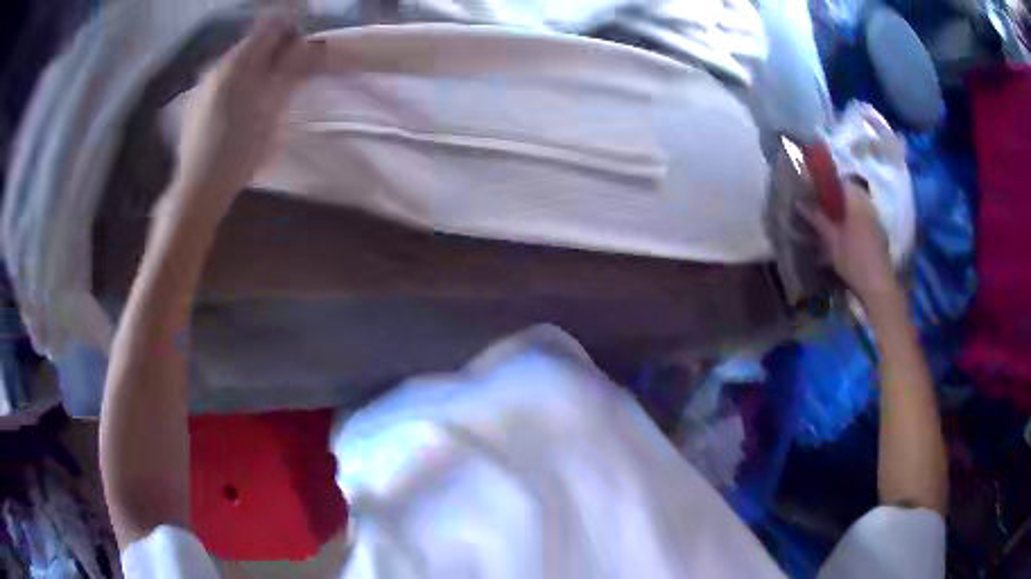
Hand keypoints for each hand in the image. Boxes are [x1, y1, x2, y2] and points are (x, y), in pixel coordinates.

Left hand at [172, 15, 322, 216]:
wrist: (198, 188)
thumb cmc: (239, 150)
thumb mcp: (271, 109)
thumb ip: (290, 70)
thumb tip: (309, 44)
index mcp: (239, 62)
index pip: (271, 27)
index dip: (292, 31)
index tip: (304, 49)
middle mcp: (219, 64)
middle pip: (253, 42)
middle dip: (275, 49)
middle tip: (290, 73)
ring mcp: (204, 82)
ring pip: (238, 61)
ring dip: (257, 66)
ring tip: (267, 92)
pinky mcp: (196, 100)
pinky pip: (224, 78)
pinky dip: (240, 80)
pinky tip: (243, 106)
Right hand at [799, 181, 900, 305]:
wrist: (878, 285)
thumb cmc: (854, 260)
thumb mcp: (831, 241)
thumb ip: (817, 219)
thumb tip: (800, 202)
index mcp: (856, 202)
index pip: (840, 181)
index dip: (826, 184)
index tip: (814, 191)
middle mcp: (868, 205)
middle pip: (849, 194)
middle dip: (835, 199)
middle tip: (821, 209)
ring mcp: (875, 220)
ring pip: (857, 207)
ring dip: (844, 212)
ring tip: (831, 224)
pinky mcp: (879, 233)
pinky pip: (863, 219)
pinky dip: (853, 222)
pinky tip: (845, 237)